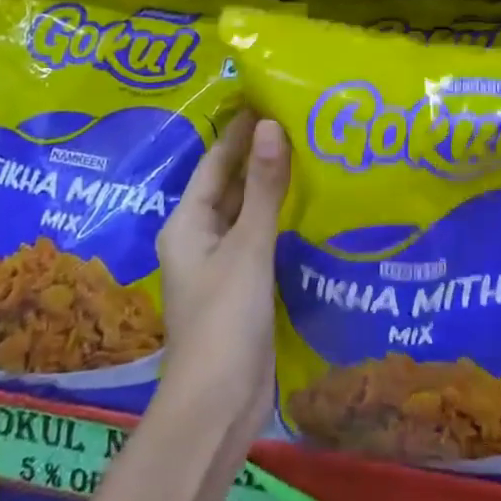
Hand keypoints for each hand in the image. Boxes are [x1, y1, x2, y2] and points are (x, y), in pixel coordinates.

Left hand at [156, 111, 290, 452]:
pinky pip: (262, 239)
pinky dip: (282, 219)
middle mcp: (200, 238)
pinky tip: (312, 206)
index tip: (269, 96)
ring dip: (273, 186)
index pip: (215, 162)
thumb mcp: (247, 248)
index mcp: (188, 223)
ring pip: (249, 212)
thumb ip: (262, 187)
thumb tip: (270, 125)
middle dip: (261, 154)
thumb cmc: (224, 320)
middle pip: (231, 185)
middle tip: (301, 120)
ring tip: (313, 151)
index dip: (240, 130)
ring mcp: (222, 264)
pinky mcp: (244, 287)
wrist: (218, 404)